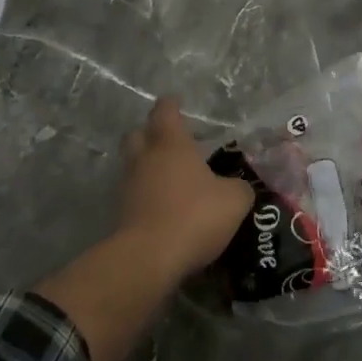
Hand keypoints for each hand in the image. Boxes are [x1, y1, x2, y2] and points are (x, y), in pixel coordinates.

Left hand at [116, 97, 253, 277]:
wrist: (150, 259)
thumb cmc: (195, 215)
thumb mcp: (234, 200)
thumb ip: (239, 187)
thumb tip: (238, 187)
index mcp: (172, 144)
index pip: (166, 112)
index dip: (171, 105)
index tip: (176, 102)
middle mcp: (146, 158)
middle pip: (139, 134)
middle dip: (151, 132)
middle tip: (170, 139)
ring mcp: (129, 186)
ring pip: (135, 164)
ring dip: (149, 165)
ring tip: (172, 175)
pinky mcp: (123, 213)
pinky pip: (136, 193)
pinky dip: (148, 193)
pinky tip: (165, 204)